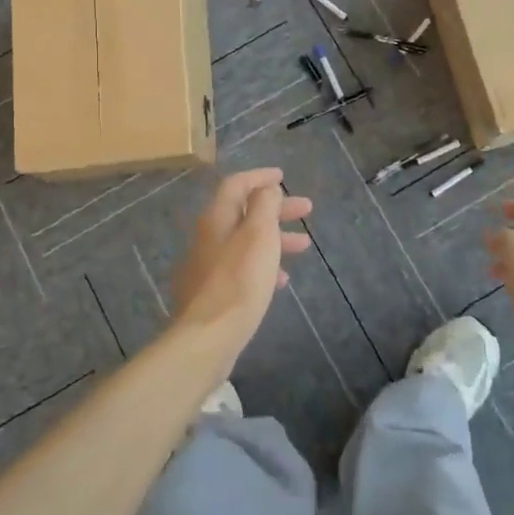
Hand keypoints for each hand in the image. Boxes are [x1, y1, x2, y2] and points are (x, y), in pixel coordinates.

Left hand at [172, 168, 312, 367]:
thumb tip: (266, 188)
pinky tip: (281, 282)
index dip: (260, 177)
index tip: (283, 176)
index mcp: (217, 219)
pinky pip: (241, 269)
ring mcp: (207, 267)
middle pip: (243, 213)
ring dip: (275, 238)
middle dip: (276, 209)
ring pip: (245, 242)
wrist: (207, 338)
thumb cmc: (239, 281)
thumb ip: (264, 205)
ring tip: (303, 247)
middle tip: (306, 210)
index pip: (236, 184)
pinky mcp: (212, 293)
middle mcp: (208, 238)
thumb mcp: (259, 235)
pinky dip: (263, 266)